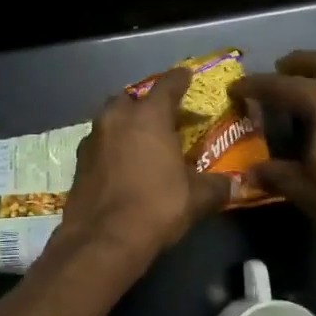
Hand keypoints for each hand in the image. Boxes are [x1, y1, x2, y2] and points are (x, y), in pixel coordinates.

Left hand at [57, 67, 236, 268]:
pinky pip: (100, 144)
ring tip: (143, 142)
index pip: (167, 85)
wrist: (102, 240)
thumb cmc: (156, 207)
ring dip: (126, 125)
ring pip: (111, 120)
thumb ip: (217, 187)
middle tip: (165, 118)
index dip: (180, 79)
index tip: (187, 75)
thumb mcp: (196, 198)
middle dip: (148, 104)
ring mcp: (92, 139)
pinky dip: (112, 148)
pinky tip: (122, 165)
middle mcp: (117, 118)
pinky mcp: (78, 163)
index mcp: (148, 116)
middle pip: (133, 99)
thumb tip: (238, 186)